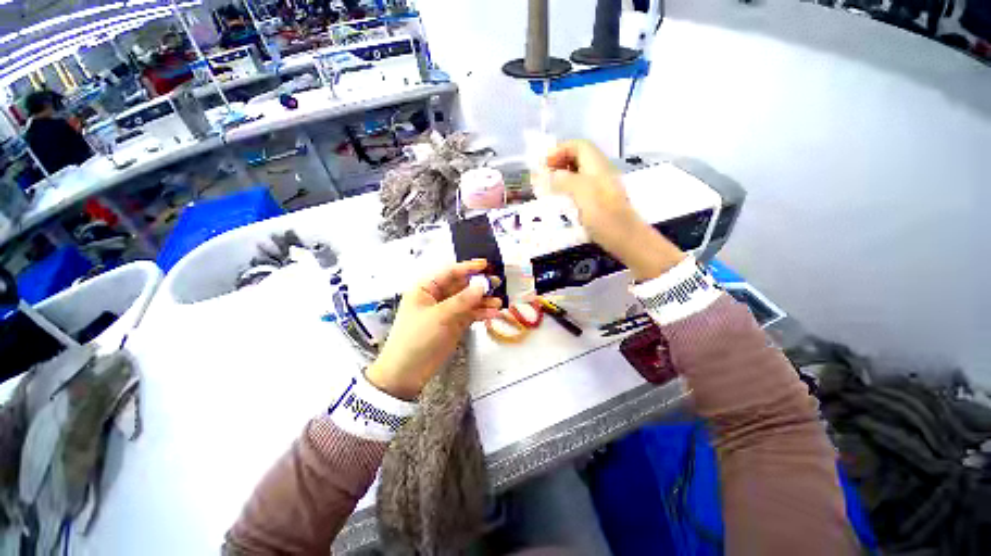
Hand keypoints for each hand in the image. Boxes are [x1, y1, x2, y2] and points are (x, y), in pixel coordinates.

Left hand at [366, 260, 501, 399]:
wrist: (407, 373)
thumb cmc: (416, 338)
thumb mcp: (438, 316)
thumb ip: (462, 300)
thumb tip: (482, 285)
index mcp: (426, 288)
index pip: (449, 273)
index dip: (467, 268)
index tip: (485, 265)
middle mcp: (437, 297)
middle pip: (462, 286)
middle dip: (479, 285)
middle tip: (496, 283)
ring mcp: (447, 311)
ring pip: (469, 300)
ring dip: (483, 301)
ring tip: (498, 302)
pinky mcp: (455, 324)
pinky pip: (471, 314)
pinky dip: (482, 313)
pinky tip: (493, 313)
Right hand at [545, 140, 685, 280]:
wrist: (624, 237)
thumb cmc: (602, 213)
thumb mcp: (581, 192)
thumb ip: (563, 179)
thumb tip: (548, 175)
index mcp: (597, 164)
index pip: (578, 145)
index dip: (559, 150)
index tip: (544, 164)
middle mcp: (600, 171)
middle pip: (578, 157)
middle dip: (559, 163)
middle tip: (544, 176)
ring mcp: (600, 186)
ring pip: (578, 173)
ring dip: (562, 176)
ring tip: (548, 188)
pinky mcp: (598, 201)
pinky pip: (580, 187)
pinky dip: (567, 189)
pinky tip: (560, 201)